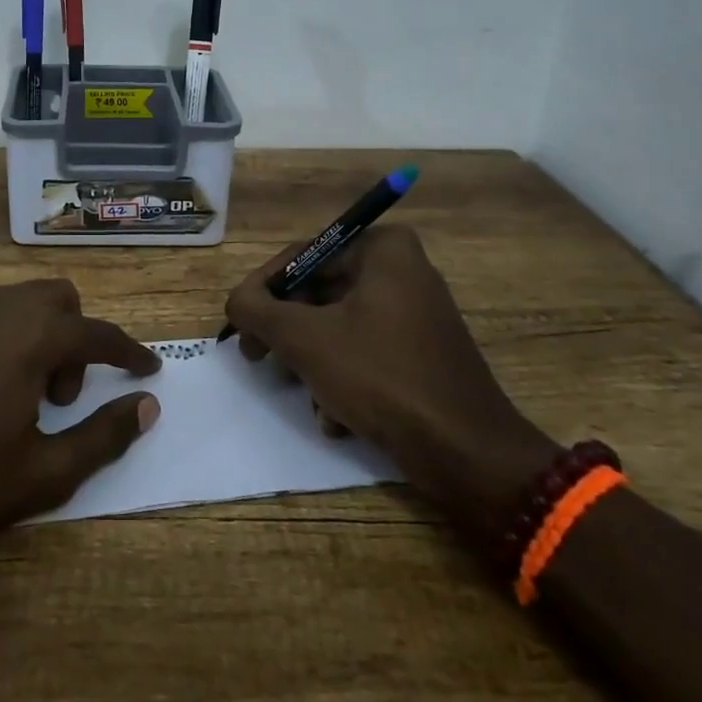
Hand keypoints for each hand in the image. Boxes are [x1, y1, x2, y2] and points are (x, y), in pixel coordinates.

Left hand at [0, 279, 160, 556]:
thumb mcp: (41, 474)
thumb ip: (103, 436)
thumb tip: (147, 406)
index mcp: (32, 337)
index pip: (98, 333)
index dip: (129, 352)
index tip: (148, 370)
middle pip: (59, 298)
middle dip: (76, 338)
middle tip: (61, 397)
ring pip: (20, 301)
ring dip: (40, 335)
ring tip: (23, 396)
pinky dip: (4, 338)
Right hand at [224, 226, 556, 540]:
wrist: (465, 452)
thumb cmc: (381, 376)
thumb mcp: (305, 339)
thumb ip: (257, 310)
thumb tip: (236, 300)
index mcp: (383, 250)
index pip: (303, 256)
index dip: (263, 289)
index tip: (240, 323)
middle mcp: (402, 271)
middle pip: (319, 292)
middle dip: (287, 332)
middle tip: (257, 357)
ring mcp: (415, 314)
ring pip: (337, 327)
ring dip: (312, 363)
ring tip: (303, 395)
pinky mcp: (421, 354)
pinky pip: (364, 352)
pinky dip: (342, 380)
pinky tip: (336, 416)